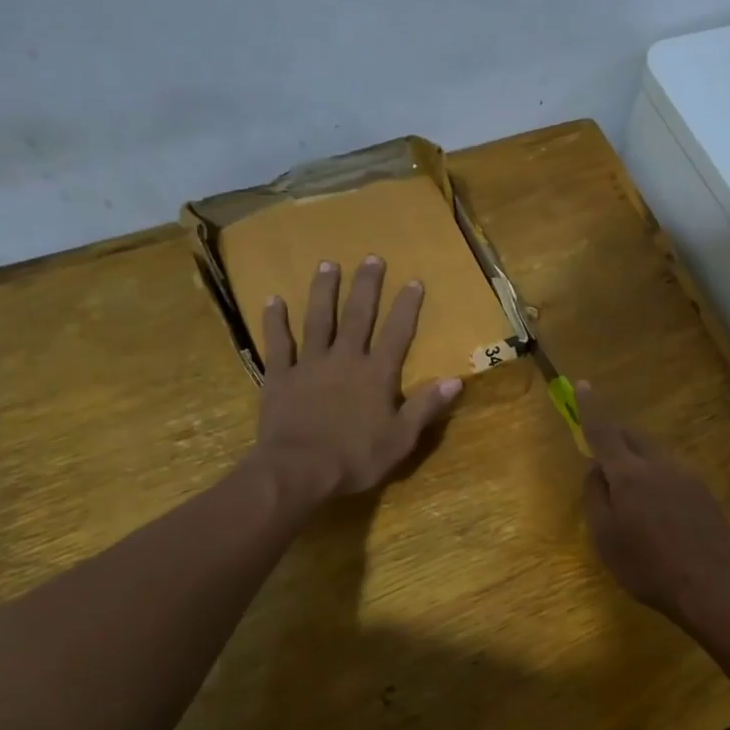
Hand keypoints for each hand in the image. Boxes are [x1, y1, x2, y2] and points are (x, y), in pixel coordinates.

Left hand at [253, 257, 461, 501]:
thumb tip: (456, 380)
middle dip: (366, 286)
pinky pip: (278, 344)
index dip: (406, 307)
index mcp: (376, 374)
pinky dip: (275, 322)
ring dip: (323, 291)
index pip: (397, 333)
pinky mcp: (280, 377)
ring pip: (317, 320)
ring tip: (327, 264)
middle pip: (357, 316)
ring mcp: (309, 365)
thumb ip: (426, 407)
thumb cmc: (355, 458)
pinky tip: (273, 300)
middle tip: (371, 258)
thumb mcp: (401, 439)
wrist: (298, 470)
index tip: (413, 281)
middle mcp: (344, 360)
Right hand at [577, 383, 729, 624]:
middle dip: (614, 436)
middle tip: (601, 451)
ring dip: (636, 460)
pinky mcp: (703, 491)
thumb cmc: (647, 566)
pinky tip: (659, 511)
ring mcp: (685, 475)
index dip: (590, 408)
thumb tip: (596, 469)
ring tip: (630, 495)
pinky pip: (671, 473)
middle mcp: (658, 464)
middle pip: (632, 437)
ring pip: (653, 455)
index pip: (603, 430)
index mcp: (629, 473)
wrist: (711, 586)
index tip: (583, 385)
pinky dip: (656, 479)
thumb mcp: (605, 537)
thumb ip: (595, 496)